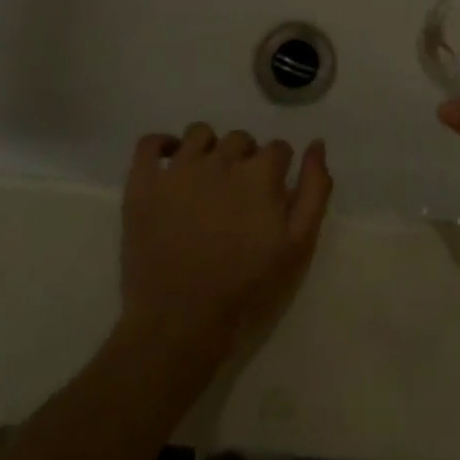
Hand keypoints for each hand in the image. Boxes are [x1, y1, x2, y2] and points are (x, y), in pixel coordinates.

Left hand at [120, 125, 332, 359]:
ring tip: (206, 179)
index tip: (271, 195)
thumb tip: (316, 144)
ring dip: (208, 148)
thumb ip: (314, 190)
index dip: (278, 170)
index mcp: (258, 174)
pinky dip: (160, 145)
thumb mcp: (297, 246)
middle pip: (239, 139)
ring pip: (199, 134)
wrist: (180, 326)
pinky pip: (148, 144)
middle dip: (245, 159)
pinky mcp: (142, 185)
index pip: (277, 149)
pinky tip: (169, 161)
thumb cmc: (246, 289)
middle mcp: (218, 160)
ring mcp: (177, 170)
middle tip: (238, 195)